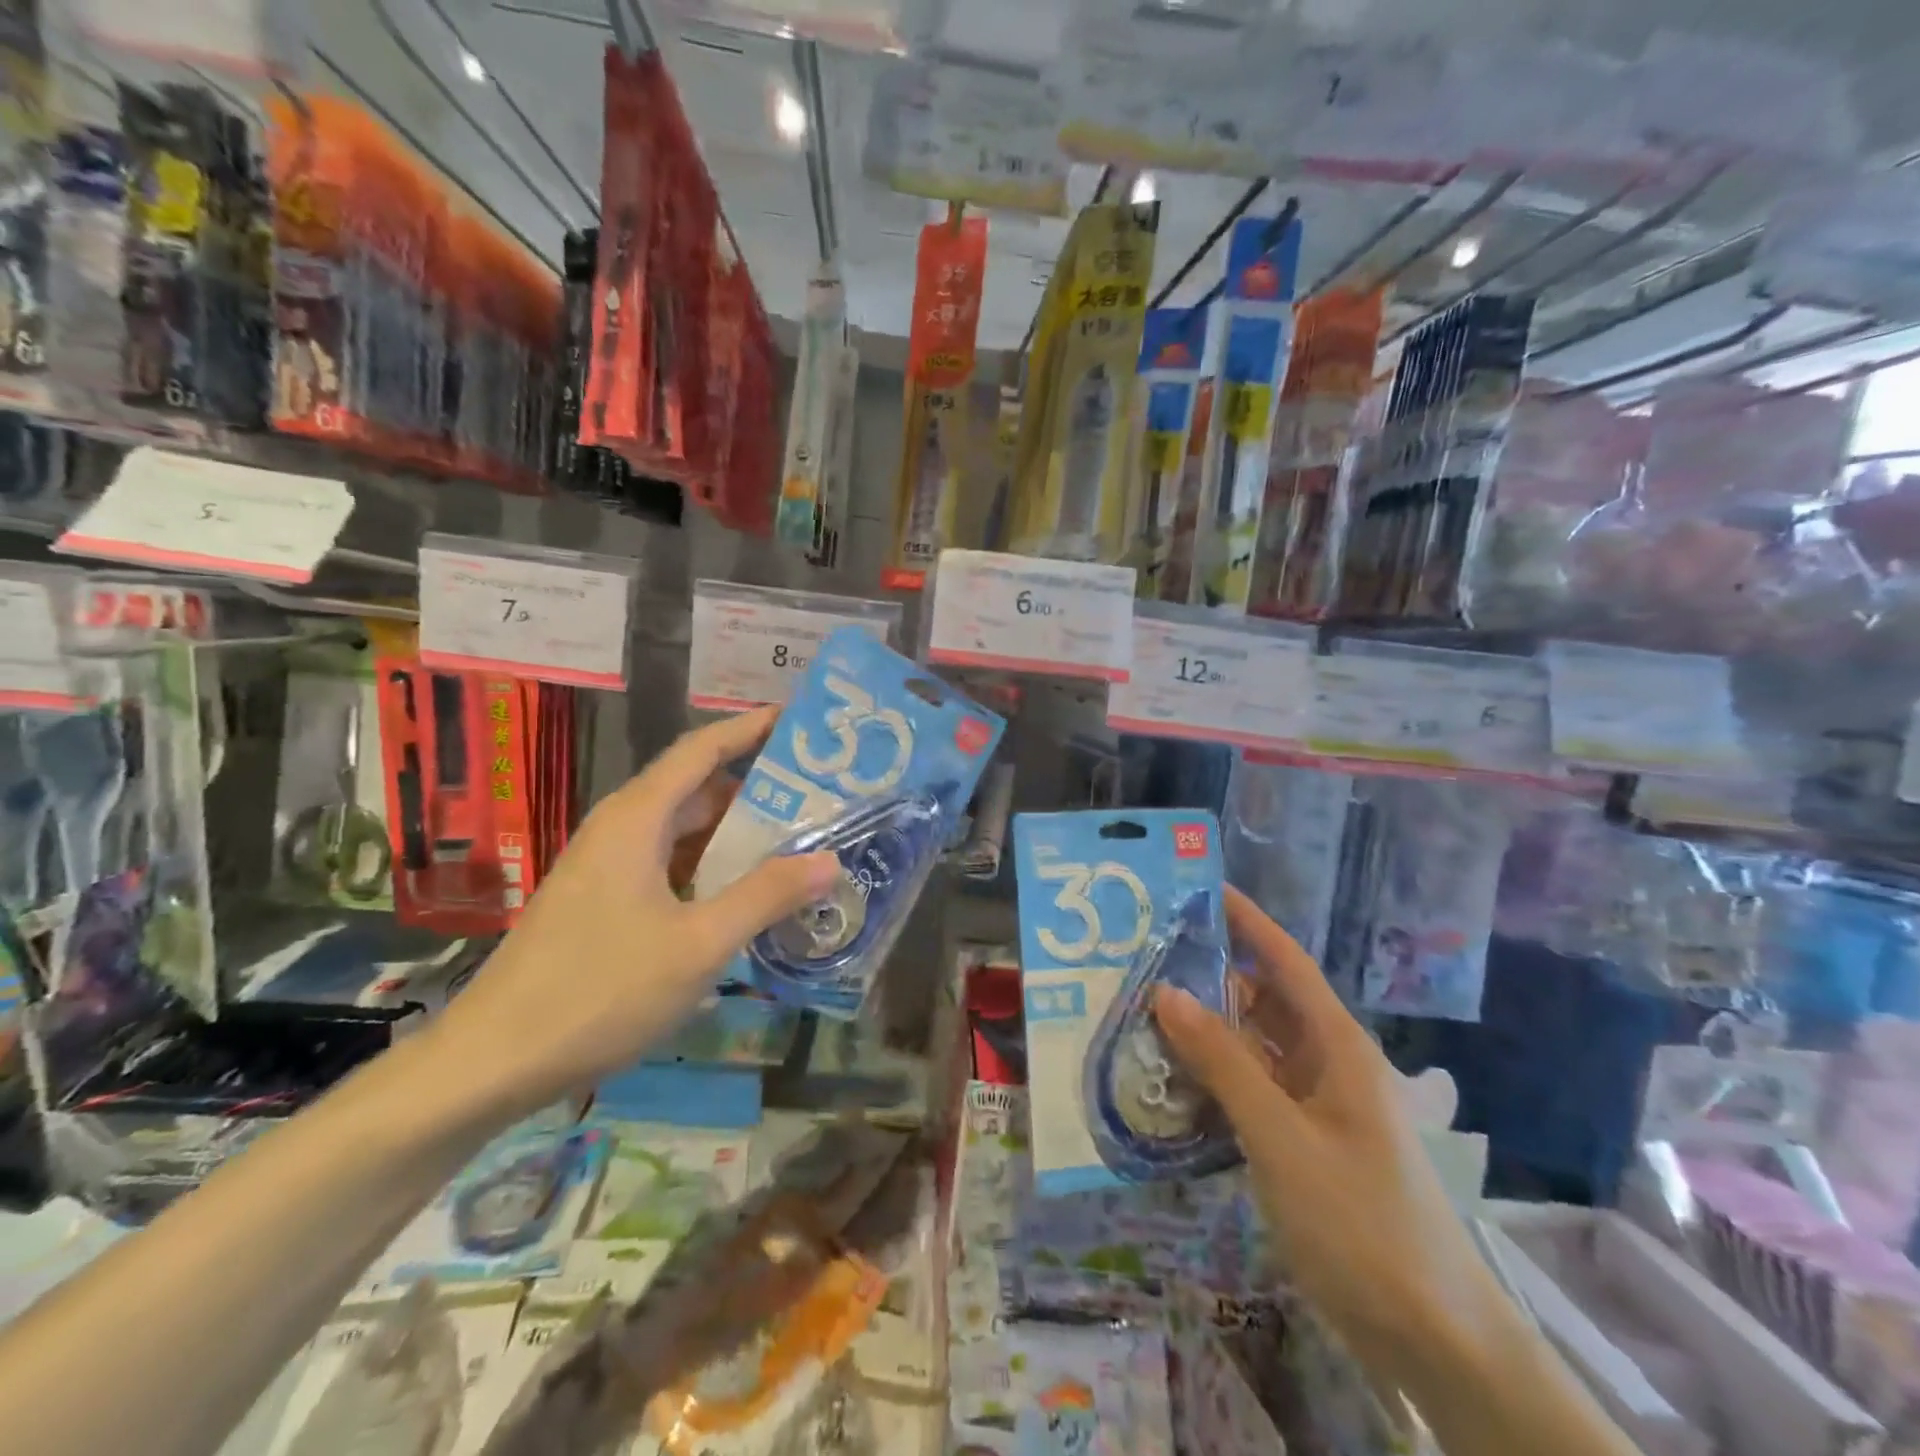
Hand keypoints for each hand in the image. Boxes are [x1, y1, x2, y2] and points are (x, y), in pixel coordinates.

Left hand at [424, 708, 838, 1120]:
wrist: (492, 1062)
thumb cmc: (599, 990)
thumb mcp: (699, 944)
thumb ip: (766, 895)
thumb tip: (829, 859)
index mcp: (637, 818)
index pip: (702, 749)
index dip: (750, 729)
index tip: (798, 721)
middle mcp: (620, 829)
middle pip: (697, 788)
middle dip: (757, 787)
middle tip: (819, 795)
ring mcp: (607, 867)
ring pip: (683, 831)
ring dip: (736, 834)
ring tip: (797, 841)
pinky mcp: (603, 902)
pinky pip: (669, 865)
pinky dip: (711, 868)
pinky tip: (746, 895)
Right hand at [1154, 888, 1505, 1382]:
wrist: (1434, 1339)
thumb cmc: (1361, 1221)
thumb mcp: (1280, 1136)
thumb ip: (1222, 1063)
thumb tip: (1166, 992)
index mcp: (1336, 1045)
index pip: (1285, 961)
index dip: (1246, 921)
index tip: (1200, 889)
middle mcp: (1327, 1062)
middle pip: (1263, 1000)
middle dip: (1210, 977)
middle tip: (1144, 961)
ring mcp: (1317, 1104)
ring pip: (1254, 1047)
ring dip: (1207, 1030)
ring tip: (1143, 1012)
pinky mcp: (1304, 1141)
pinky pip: (1252, 1089)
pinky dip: (1216, 1077)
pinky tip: (1172, 1079)